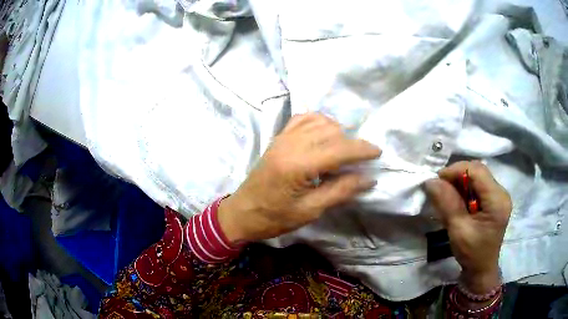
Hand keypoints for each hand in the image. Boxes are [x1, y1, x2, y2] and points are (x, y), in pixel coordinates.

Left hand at [218, 113, 381, 242]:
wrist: (242, 212)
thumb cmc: (275, 217)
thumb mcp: (310, 211)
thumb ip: (340, 191)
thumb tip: (369, 178)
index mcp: (298, 165)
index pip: (339, 148)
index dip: (362, 149)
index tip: (378, 152)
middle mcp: (291, 144)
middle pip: (332, 131)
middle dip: (352, 143)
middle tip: (360, 160)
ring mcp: (283, 137)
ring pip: (320, 121)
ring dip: (337, 132)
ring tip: (343, 151)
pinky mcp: (279, 137)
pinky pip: (303, 119)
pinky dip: (319, 122)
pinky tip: (325, 135)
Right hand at [424, 161, 511, 293]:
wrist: (481, 269)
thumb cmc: (472, 253)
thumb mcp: (458, 230)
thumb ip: (447, 204)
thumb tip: (431, 181)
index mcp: (497, 200)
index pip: (477, 171)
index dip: (456, 170)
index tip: (437, 180)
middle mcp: (501, 193)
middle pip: (478, 171)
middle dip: (457, 176)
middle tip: (440, 187)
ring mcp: (499, 196)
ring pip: (477, 177)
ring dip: (460, 183)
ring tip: (447, 195)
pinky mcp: (494, 200)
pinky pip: (478, 186)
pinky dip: (465, 190)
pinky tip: (457, 201)